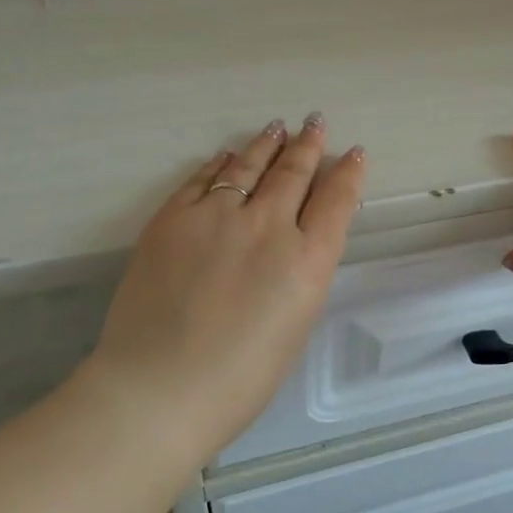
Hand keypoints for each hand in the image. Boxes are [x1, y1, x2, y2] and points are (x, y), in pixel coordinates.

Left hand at [88, 114, 365, 457]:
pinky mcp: (172, 218)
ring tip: (278, 129)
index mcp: (307, 261)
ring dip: (267, 145)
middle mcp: (268, 226)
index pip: (337, 201)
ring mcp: (217, 217)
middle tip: (315, 124)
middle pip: (294, 174)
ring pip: (249, 167)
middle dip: (309, 146)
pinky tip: (226, 156)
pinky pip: (203, 180)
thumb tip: (297, 242)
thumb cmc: (240, 378)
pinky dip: (220, 164)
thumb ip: (301, 273)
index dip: (348, 174)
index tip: (354, 154)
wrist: (158, 388)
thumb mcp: (296, 324)